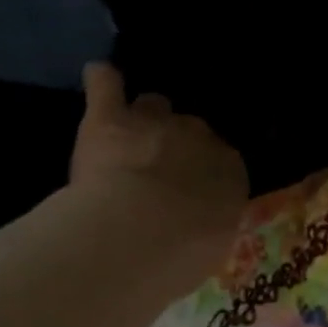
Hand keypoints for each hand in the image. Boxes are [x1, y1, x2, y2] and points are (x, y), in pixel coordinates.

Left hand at [70, 63, 246, 245]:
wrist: (141, 233)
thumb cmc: (183, 252)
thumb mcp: (209, 247)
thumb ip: (205, 226)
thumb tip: (197, 228)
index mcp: (229, 170)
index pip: (221, 160)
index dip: (202, 173)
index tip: (189, 190)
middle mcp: (200, 138)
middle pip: (190, 129)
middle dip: (175, 143)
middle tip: (157, 167)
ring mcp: (155, 123)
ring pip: (153, 105)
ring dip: (143, 116)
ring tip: (130, 129)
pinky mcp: (110, 120)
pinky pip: (108, 87)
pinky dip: (103, 81)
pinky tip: (98, 74)